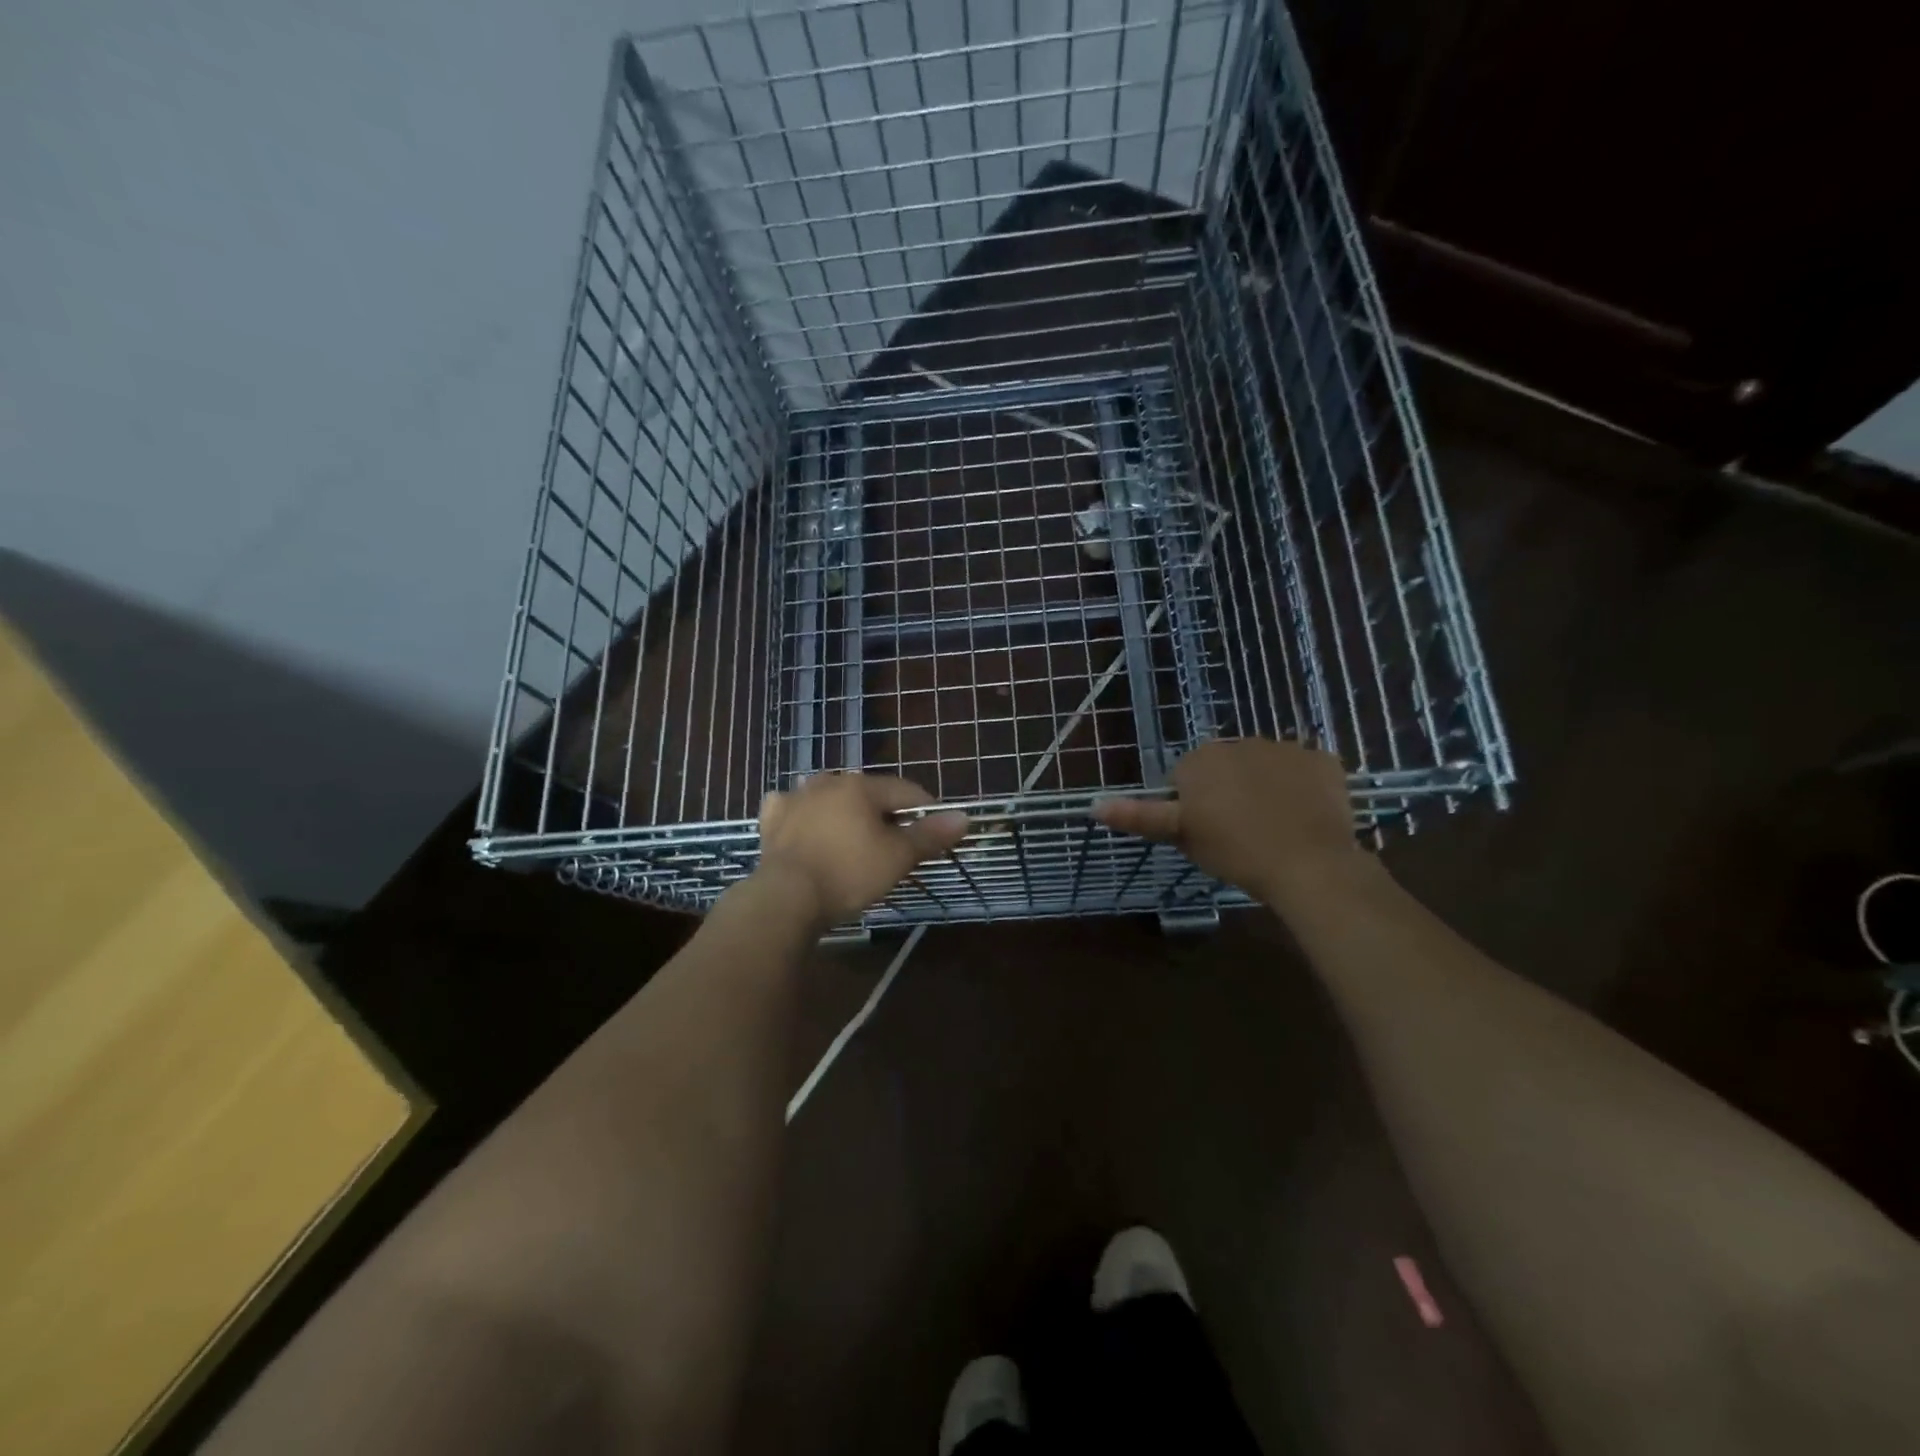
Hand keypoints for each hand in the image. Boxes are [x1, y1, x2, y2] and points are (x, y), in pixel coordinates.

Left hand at [755, 773, 968, 926]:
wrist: (786, 898)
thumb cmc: (849, 874)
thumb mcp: (898, 857)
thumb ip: (930, 835)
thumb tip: (964, 817)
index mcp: (862, 786)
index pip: (906, 791)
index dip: (926, 810)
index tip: (935, 832)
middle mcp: (828, 782)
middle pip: (868, 793)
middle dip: (884, 813)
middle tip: (895, 843)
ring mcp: (796, 799)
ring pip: (830, 797)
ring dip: (844, 811)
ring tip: (853, 836)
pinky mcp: (772, 821)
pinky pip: (793, 809)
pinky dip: (803, 816)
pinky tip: (805, 826)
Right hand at [1092, 738, 1356, 903]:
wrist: (1308, 864)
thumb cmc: (1234, 852)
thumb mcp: (1180, 836)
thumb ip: (1139, 816)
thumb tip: (1093, 804)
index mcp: (1200, 759)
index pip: (1185, 778)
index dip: (1192, 807)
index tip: (1206, 833)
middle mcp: (1238, 742)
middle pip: (1225, 767)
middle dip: (1227, 790)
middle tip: (1237, 831)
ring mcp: (1284, 747)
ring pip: (1264, 766)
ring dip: (1263, 786)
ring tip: (1274, 826)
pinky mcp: (1321, 759)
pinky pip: (1304, 770)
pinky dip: (1302, 788)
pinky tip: (1304, 816)